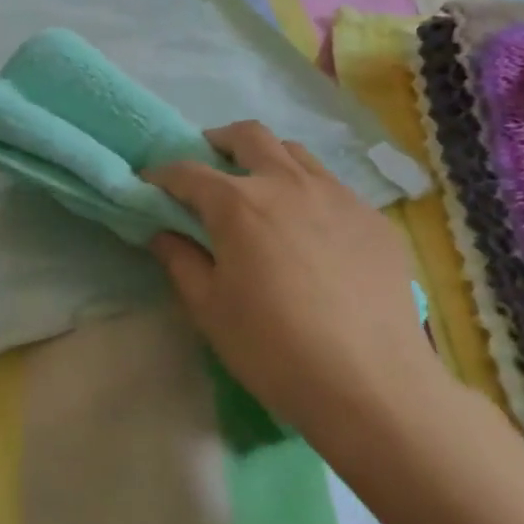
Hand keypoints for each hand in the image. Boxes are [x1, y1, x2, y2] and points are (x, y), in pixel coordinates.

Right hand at [146, 122, 443, 439]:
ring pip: (296, 153)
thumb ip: (180, 260)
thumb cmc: (273, 348)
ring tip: (259, 190)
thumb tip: (163, 232)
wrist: (373, 387)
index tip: (149, 185)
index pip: (188, 172)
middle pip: (248, 136)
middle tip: (209, 168)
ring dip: (267, 159)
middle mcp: (288, 184)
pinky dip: (308, 191)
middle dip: (219, 142)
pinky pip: (333, 187)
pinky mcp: (374, 221)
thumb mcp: (209, 308)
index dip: (161, 175)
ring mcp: (338, 197)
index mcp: (238, 204)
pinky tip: (309, 231)